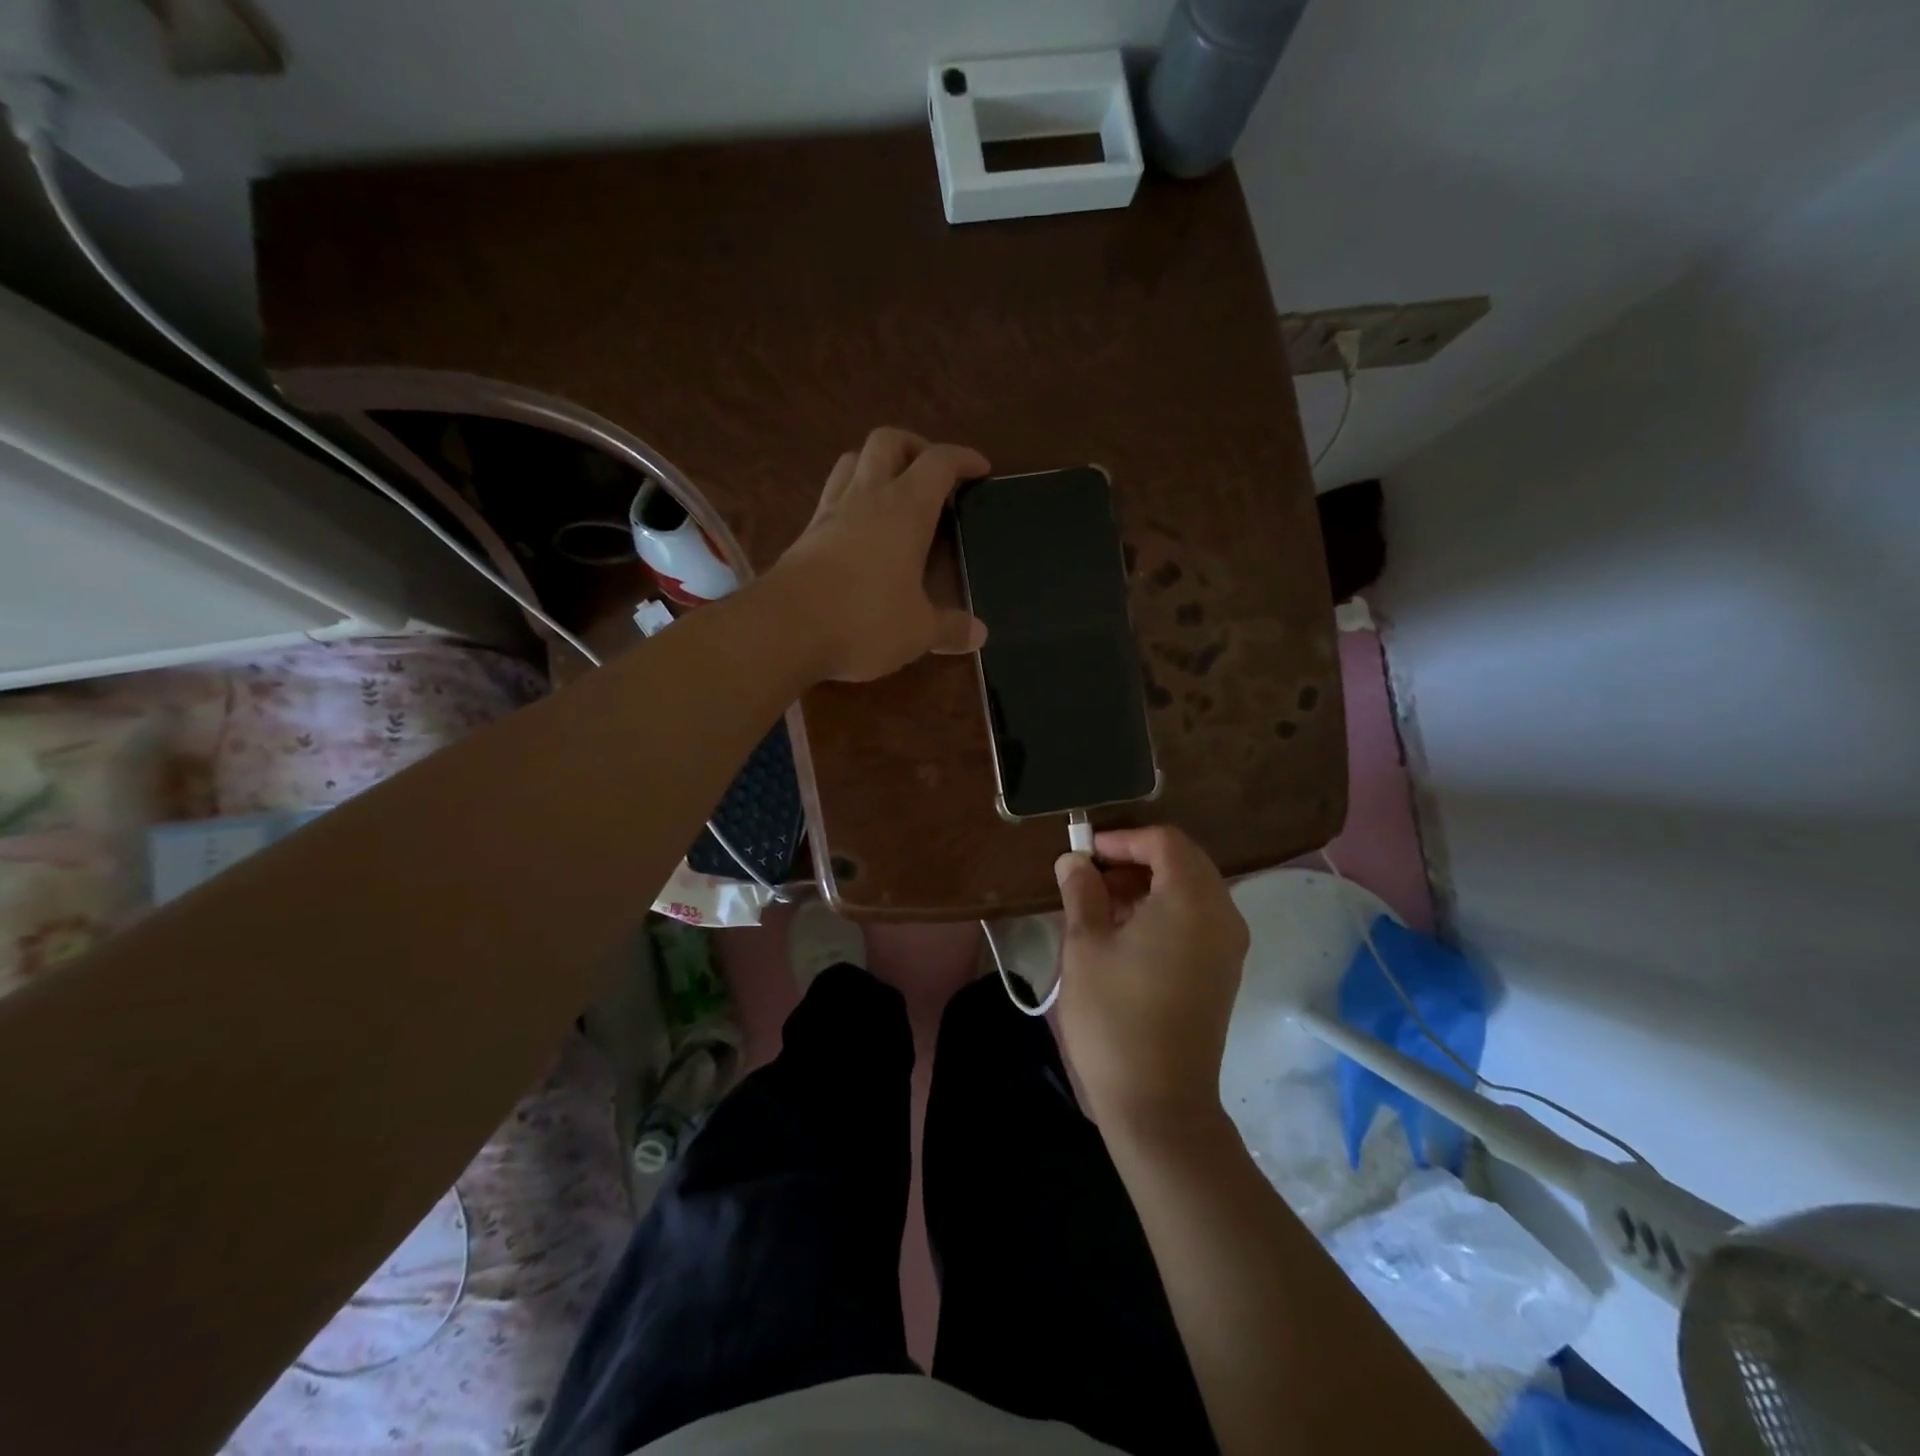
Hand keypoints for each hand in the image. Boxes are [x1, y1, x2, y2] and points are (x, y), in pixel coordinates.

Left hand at [765, 427, 988, 682]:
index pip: (938, 463)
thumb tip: (980, 634)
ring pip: (852, 461)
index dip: (962, 459)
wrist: (784, 629)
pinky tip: (860, 528)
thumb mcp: (918, 631)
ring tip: (894, 492)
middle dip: (915, 446)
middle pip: (888, 441)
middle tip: (932, 474)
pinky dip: (851, 497)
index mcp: (905, 510)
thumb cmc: (864, 620)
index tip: (980, 470)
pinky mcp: (806, 534)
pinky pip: (832, 495)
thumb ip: (950, 628)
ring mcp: (830, 512)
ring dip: (877, 464)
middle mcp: (867, 497)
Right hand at [1055, 826, 1248, 1133]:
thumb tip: (1074, 860)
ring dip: (1148, 885)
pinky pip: (1197, 919)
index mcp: (1192, 899)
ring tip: (1101, 905)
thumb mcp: (1086, 945)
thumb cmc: (1115, 1015)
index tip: (1085, 853)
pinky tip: (1126, 933)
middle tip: (1091, 876)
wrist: (1158, 1102)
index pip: (1165, 841)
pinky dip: (1164, 911)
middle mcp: (1222, 914)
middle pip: (1183, 861)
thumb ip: (1082, 891)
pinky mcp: (1224, 972)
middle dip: (1135, 859)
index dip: (1123, 838)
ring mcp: (1229, 946)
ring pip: (1191, 890)